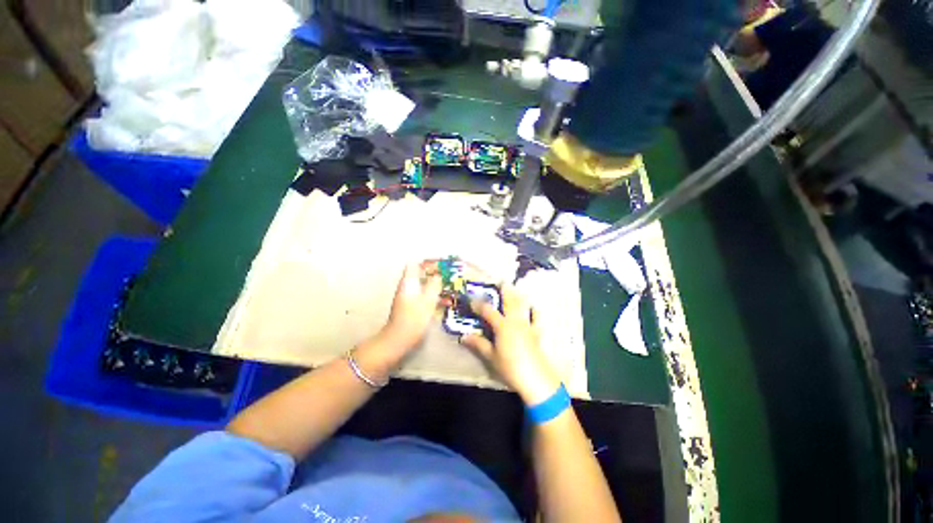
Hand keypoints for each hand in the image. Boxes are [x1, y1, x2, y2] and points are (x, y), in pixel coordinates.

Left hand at [379, 261, 442, 352]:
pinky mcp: (410, 307)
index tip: (439, 263)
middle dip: (432, 274)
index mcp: (408, 282)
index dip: (426, 262)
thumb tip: (438, 276)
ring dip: (434, 285)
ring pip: (422, 286)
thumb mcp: (428, 300)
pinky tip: (442, 302)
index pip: (414, 265)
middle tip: (447, 275)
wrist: (399, 339)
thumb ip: (434, 285)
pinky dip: (431, 296)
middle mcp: (406, 287)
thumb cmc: (414, 318)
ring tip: (448, 288)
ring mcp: (407, 297)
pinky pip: (422, 296)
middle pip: (419, 275)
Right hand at [460, 285, 560, 404]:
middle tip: (501, 281)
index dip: (478, 304)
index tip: (471, 299)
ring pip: (523, 306)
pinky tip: (533, 307)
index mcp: (502, 325)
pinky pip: (536, 318)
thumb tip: (463, 337)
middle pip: (509, 301)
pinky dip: (534, 311)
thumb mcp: (491, 356)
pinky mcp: (536, 333)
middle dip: (504, 291)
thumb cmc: (510, 367)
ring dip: (519, 296)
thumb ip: (478, 344)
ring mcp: (527, 325)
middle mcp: (515, 321)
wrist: (535, 378)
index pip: (488, 311)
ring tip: (515, 289)